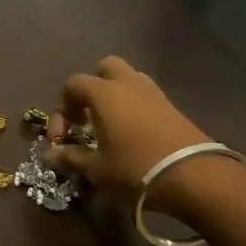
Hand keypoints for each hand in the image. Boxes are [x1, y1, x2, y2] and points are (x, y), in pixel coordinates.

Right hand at [44, 56, 223, 216]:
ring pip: (128, 79)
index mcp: (104, 94)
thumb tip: (50, 154)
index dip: (62, 108)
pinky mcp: (172, 106)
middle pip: (105, 68)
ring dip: (115, 95)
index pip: (73, 84)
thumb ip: (69, 157)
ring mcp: (154, 93)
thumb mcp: (96, 169)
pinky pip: (145, 95)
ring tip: (111, 125)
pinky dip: (134, 106)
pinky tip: (133, 134)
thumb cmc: (135, 169)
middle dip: (92, 88)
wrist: (194, 177)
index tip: (64, 136)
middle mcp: (128, 84)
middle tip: (89, 117)